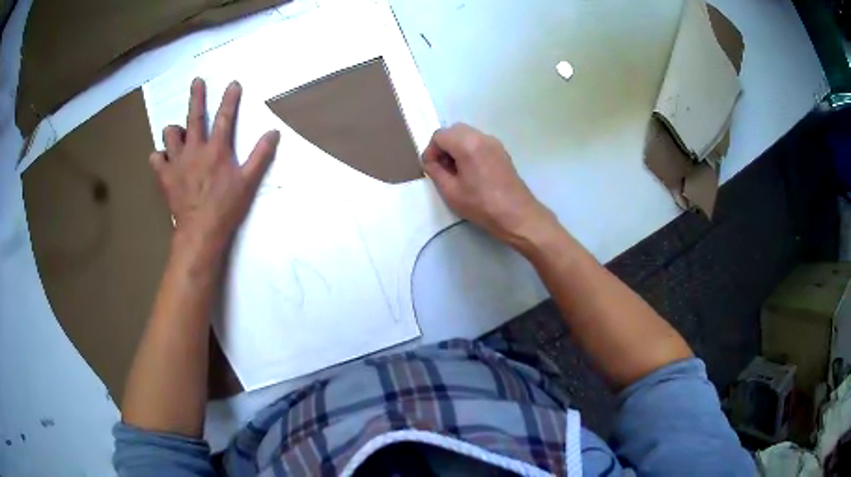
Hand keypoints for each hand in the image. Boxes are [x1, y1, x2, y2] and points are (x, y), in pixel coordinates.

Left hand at [150, 78, 279, 254]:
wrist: (200, 231)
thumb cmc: (226, 207)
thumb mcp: (248, 182)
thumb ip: (260, 155)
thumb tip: (274, 132)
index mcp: (216, 149)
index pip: (225, 117)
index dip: (230, 98)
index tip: (233, 83)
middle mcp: (194, 149)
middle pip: (193, 117)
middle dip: (196, 96)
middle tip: (196, 81)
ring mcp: (176, 162)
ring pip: (169, 134)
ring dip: (174, 131)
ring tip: (178, 133)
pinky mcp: (164, 176)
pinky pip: (156, 158)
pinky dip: (159, 156)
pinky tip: (164, 159)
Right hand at [422, 123, 555, 247]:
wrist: (517, 215)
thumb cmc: (482, 205)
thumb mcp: (451, 192)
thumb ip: (435, 171)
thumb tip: (430, 162)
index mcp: (468, 144)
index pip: (440, 135)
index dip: (431, 150)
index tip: (431, 168)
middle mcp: (482, 137)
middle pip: (454, 130)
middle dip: (443, 146)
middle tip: (442, 168)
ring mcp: (494, 143)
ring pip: (467, 135)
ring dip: (456, 147)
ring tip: (455, 171)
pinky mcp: (502, 151)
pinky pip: (479, 142)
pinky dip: (469, 149)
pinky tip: (470, 171)